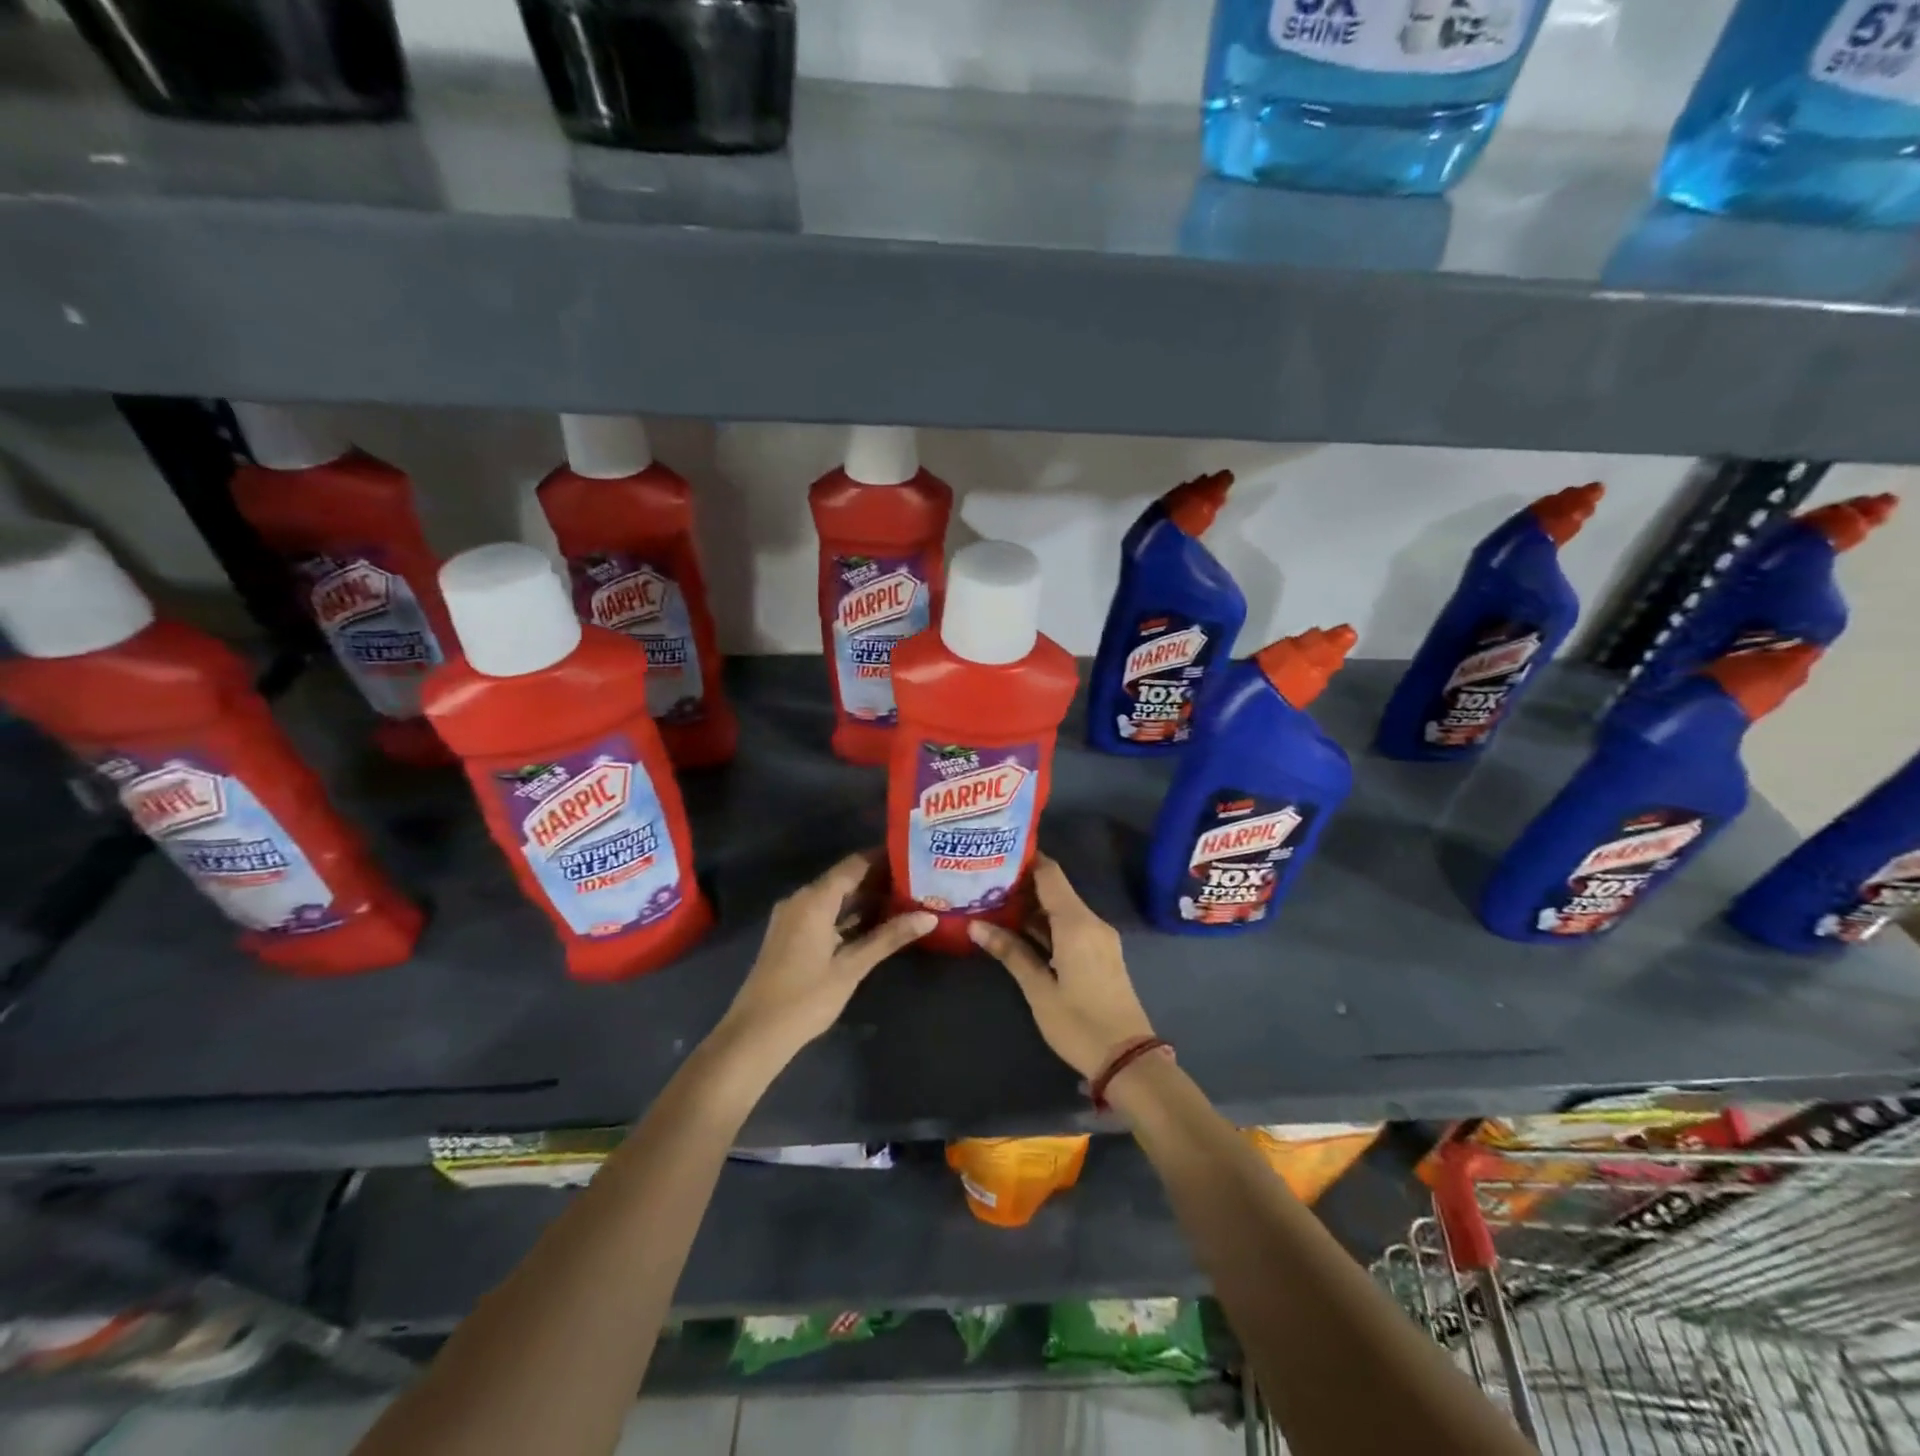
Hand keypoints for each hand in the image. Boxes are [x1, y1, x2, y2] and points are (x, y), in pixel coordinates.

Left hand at [719, 851, 934, 1063]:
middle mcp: (801, 900)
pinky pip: (824, 914)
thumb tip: (930, 917)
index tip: (914, 858)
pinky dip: (848, 916)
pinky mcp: (790, 936)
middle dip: (879, 881)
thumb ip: (889, 938)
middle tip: (917, 882)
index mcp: (814, 899)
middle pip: (845, 879)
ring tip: (904, 901)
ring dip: (865, 900)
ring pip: (834, 898)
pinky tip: (875, 925)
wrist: (754, 1034)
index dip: (884, 859)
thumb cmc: (806, 998)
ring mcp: (792, 918)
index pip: (855, 865)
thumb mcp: (852, 967)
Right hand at [968, 855, 1154, 1079]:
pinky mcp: (1100, 954)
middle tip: (984, 882)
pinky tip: (1019, 931)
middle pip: (1055, 889)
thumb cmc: (1079, 1024)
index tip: (996, 854)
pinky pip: (1070, 926)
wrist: (1129, 1060)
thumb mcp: (1039, 989)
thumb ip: (1011, 953)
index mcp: (1077, 923)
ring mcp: (1099, 938)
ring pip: (1062, 909)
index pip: (1050, 874)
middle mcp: (1091, 922)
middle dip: (1022, 885)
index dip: (1025, 860)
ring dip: (1032, 907)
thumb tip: (976, 926)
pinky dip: (1046, 924)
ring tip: (993, 904)